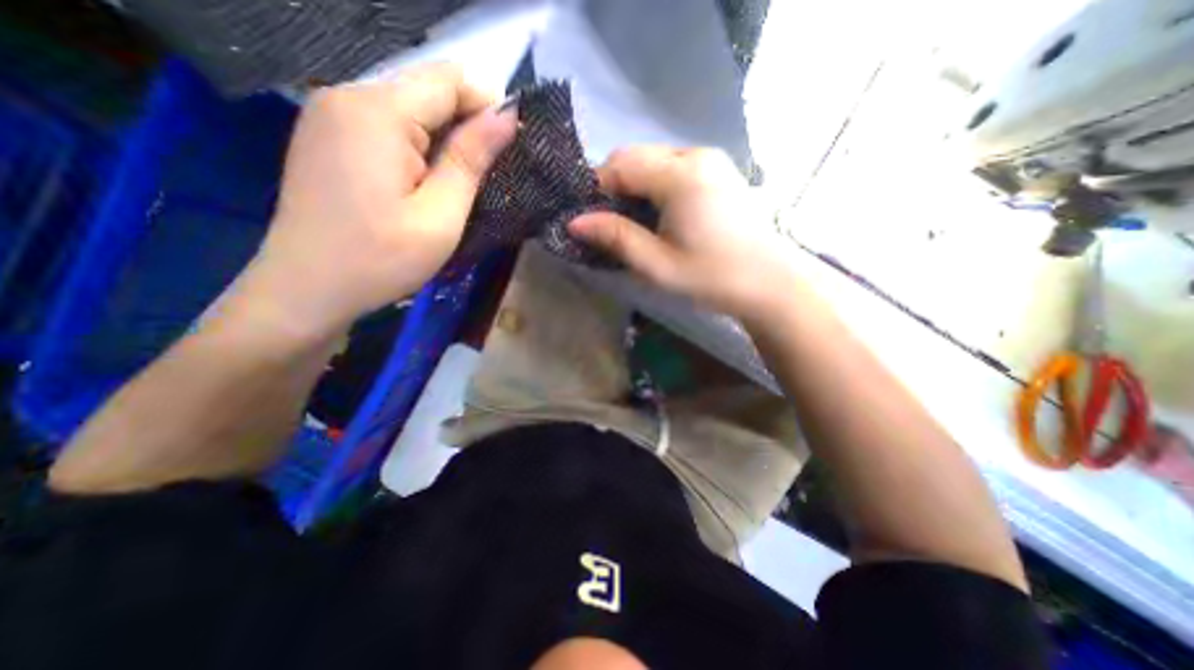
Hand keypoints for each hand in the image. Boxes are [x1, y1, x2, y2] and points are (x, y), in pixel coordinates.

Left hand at [229, 64, 515, 343]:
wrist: (307, 288)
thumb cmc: (381, 259)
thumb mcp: (440, 215)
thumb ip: (471, 159)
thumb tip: (506, 116)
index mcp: (377, 112)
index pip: (449, 79)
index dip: (488, 105)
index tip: (508, 147)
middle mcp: (347, 96)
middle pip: (427, 90)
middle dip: (465, 126)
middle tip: (483, 177)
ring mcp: (331, 113)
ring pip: (410, 108)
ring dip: (443, 140)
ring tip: (454, 186)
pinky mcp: (328, 134)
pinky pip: (387, 125)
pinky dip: (417, 146)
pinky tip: (422, 183)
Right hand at [571, 144, 795, 320]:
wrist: (770, 282)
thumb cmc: (711, 277)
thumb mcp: (657, 264)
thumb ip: (616, 238)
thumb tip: (575, 222)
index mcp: (679, 176)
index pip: (620, 164)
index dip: (596, 188)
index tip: (589, 218)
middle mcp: (695, 155)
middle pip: (636, 156)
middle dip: (613, 186)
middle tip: (609, 223)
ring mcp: (711, 160)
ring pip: (654, 160)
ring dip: (634, 185)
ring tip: (633, 222)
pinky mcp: (719, 171)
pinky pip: (673, 167)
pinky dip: (655, 185)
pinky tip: (659, 214)